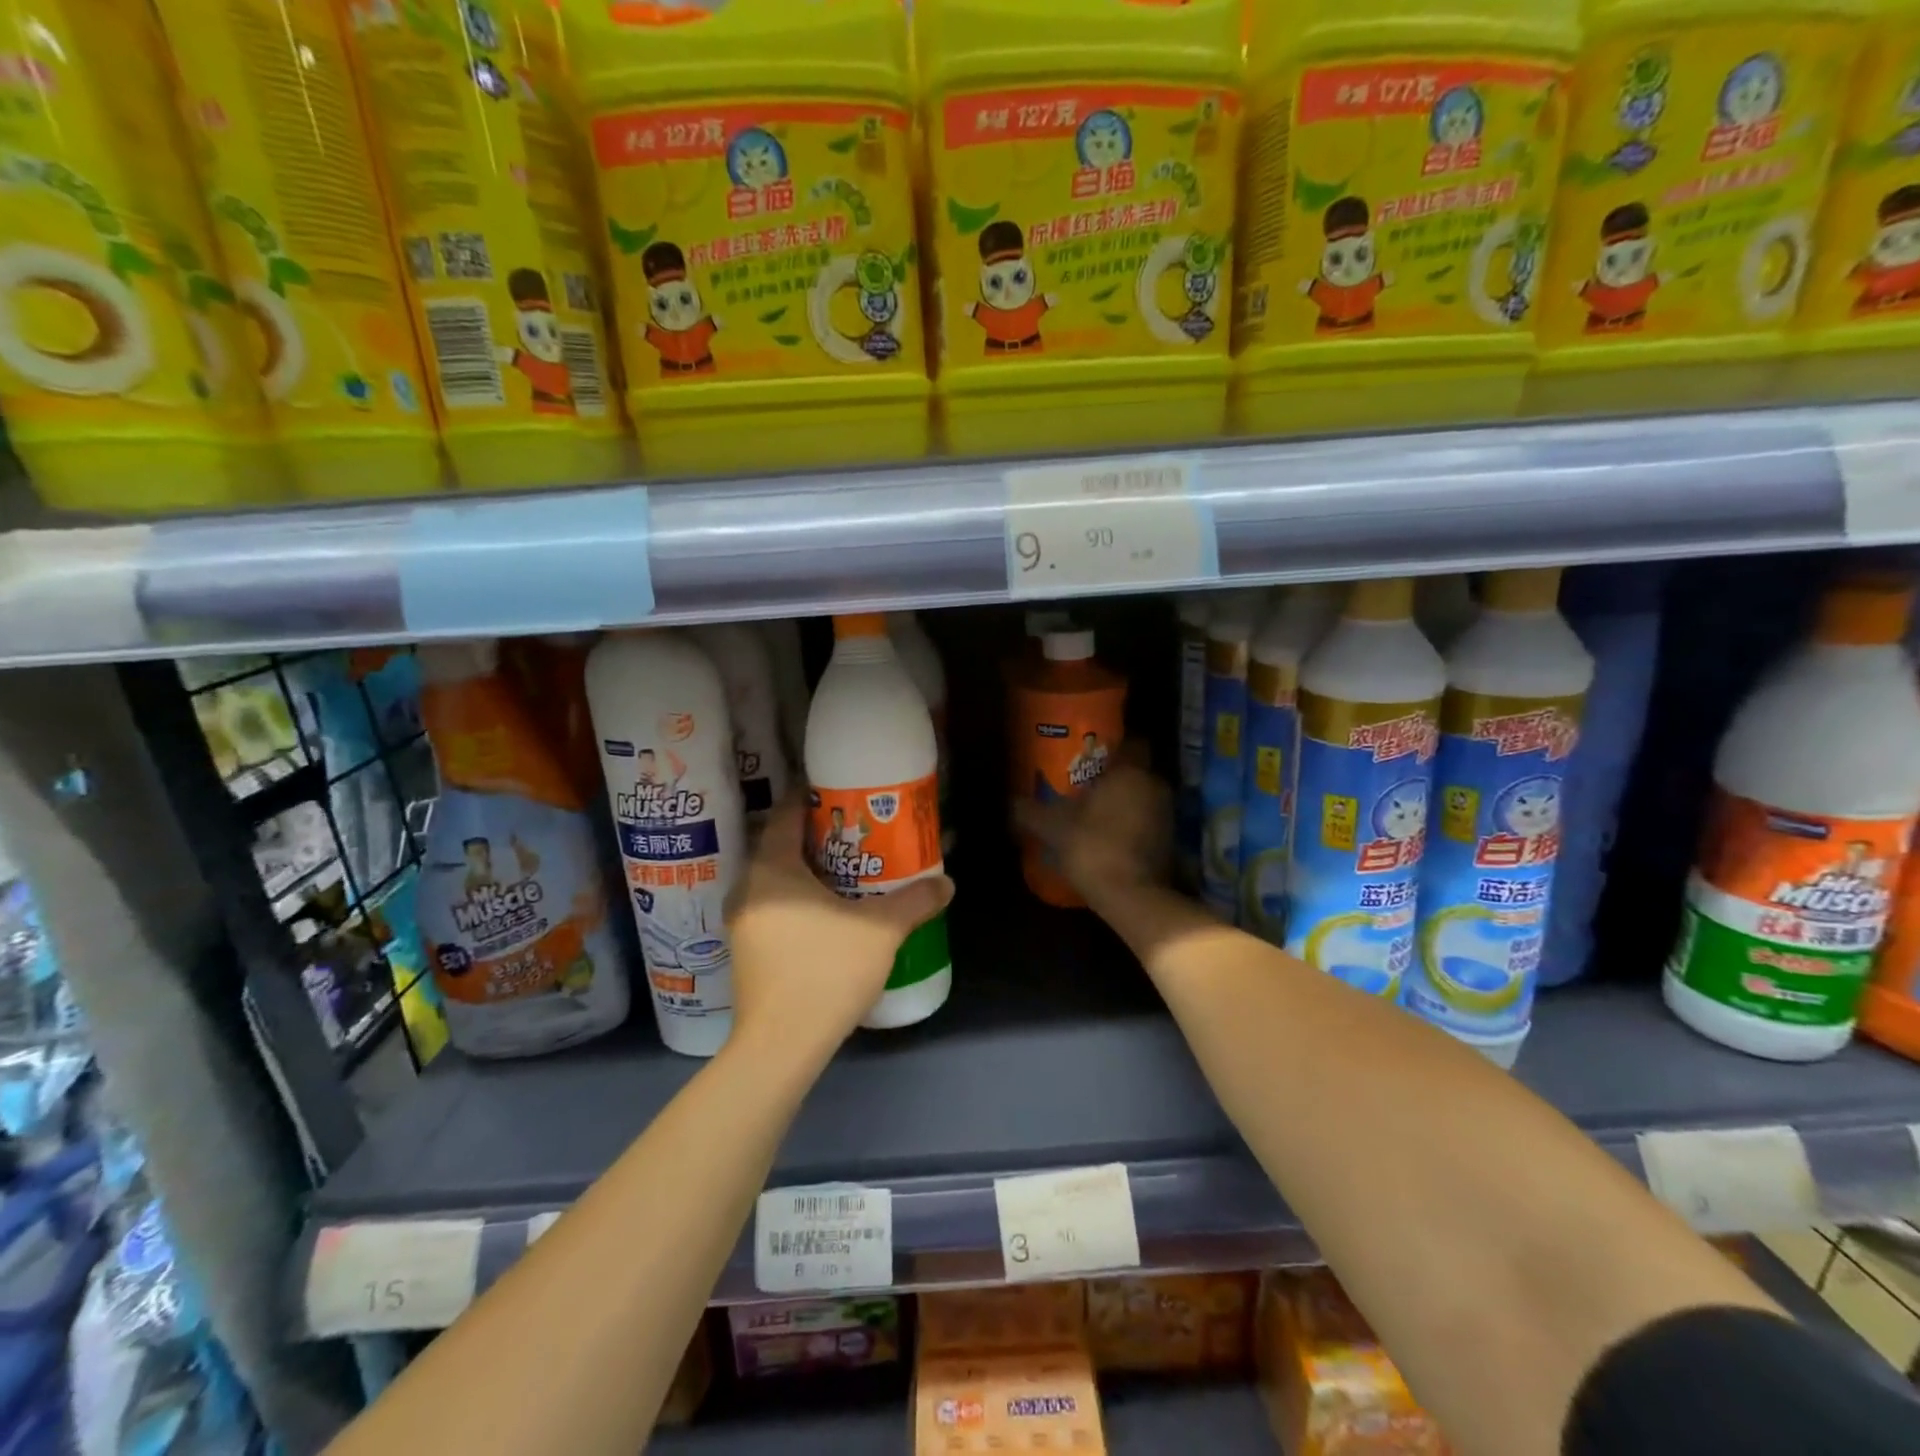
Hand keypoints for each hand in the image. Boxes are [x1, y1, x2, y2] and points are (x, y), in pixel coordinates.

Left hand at [725, 792, 953, 1060]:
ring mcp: (741, 923)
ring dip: (806, 873)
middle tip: (854, 836)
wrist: (781, 1045)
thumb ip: (915, 901)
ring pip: (774, 882)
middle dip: (816, 838)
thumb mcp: (881, 930)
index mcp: (771, 870)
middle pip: (780, 847)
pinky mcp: (745, 953)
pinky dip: (796, 901)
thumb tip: (946, 883)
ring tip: (845, 874)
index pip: (786, 816)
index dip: (813, 800)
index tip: (842, 797)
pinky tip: (826, 916)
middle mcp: (747, 889)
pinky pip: (771, 909)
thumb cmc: (826, 970)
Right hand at [1013, 757, 1170, 910]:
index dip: (1113, 749)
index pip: (1132, 744)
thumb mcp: (1052, 827)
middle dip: (1114, 780)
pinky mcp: (1170, 843)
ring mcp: (1166, 815)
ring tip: (1094, 817)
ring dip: (1124, 805)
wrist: (1131, 896)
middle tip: (1085, 788)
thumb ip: (1030, 811)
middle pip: (1136, 773)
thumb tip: (1012, 802)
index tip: (1091, 758)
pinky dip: (1132, 828)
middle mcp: (1154, 786)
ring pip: (1143, 799)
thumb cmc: (1092, 846)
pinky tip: (1108, 841)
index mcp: (1130, 772)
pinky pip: (1148, 824)